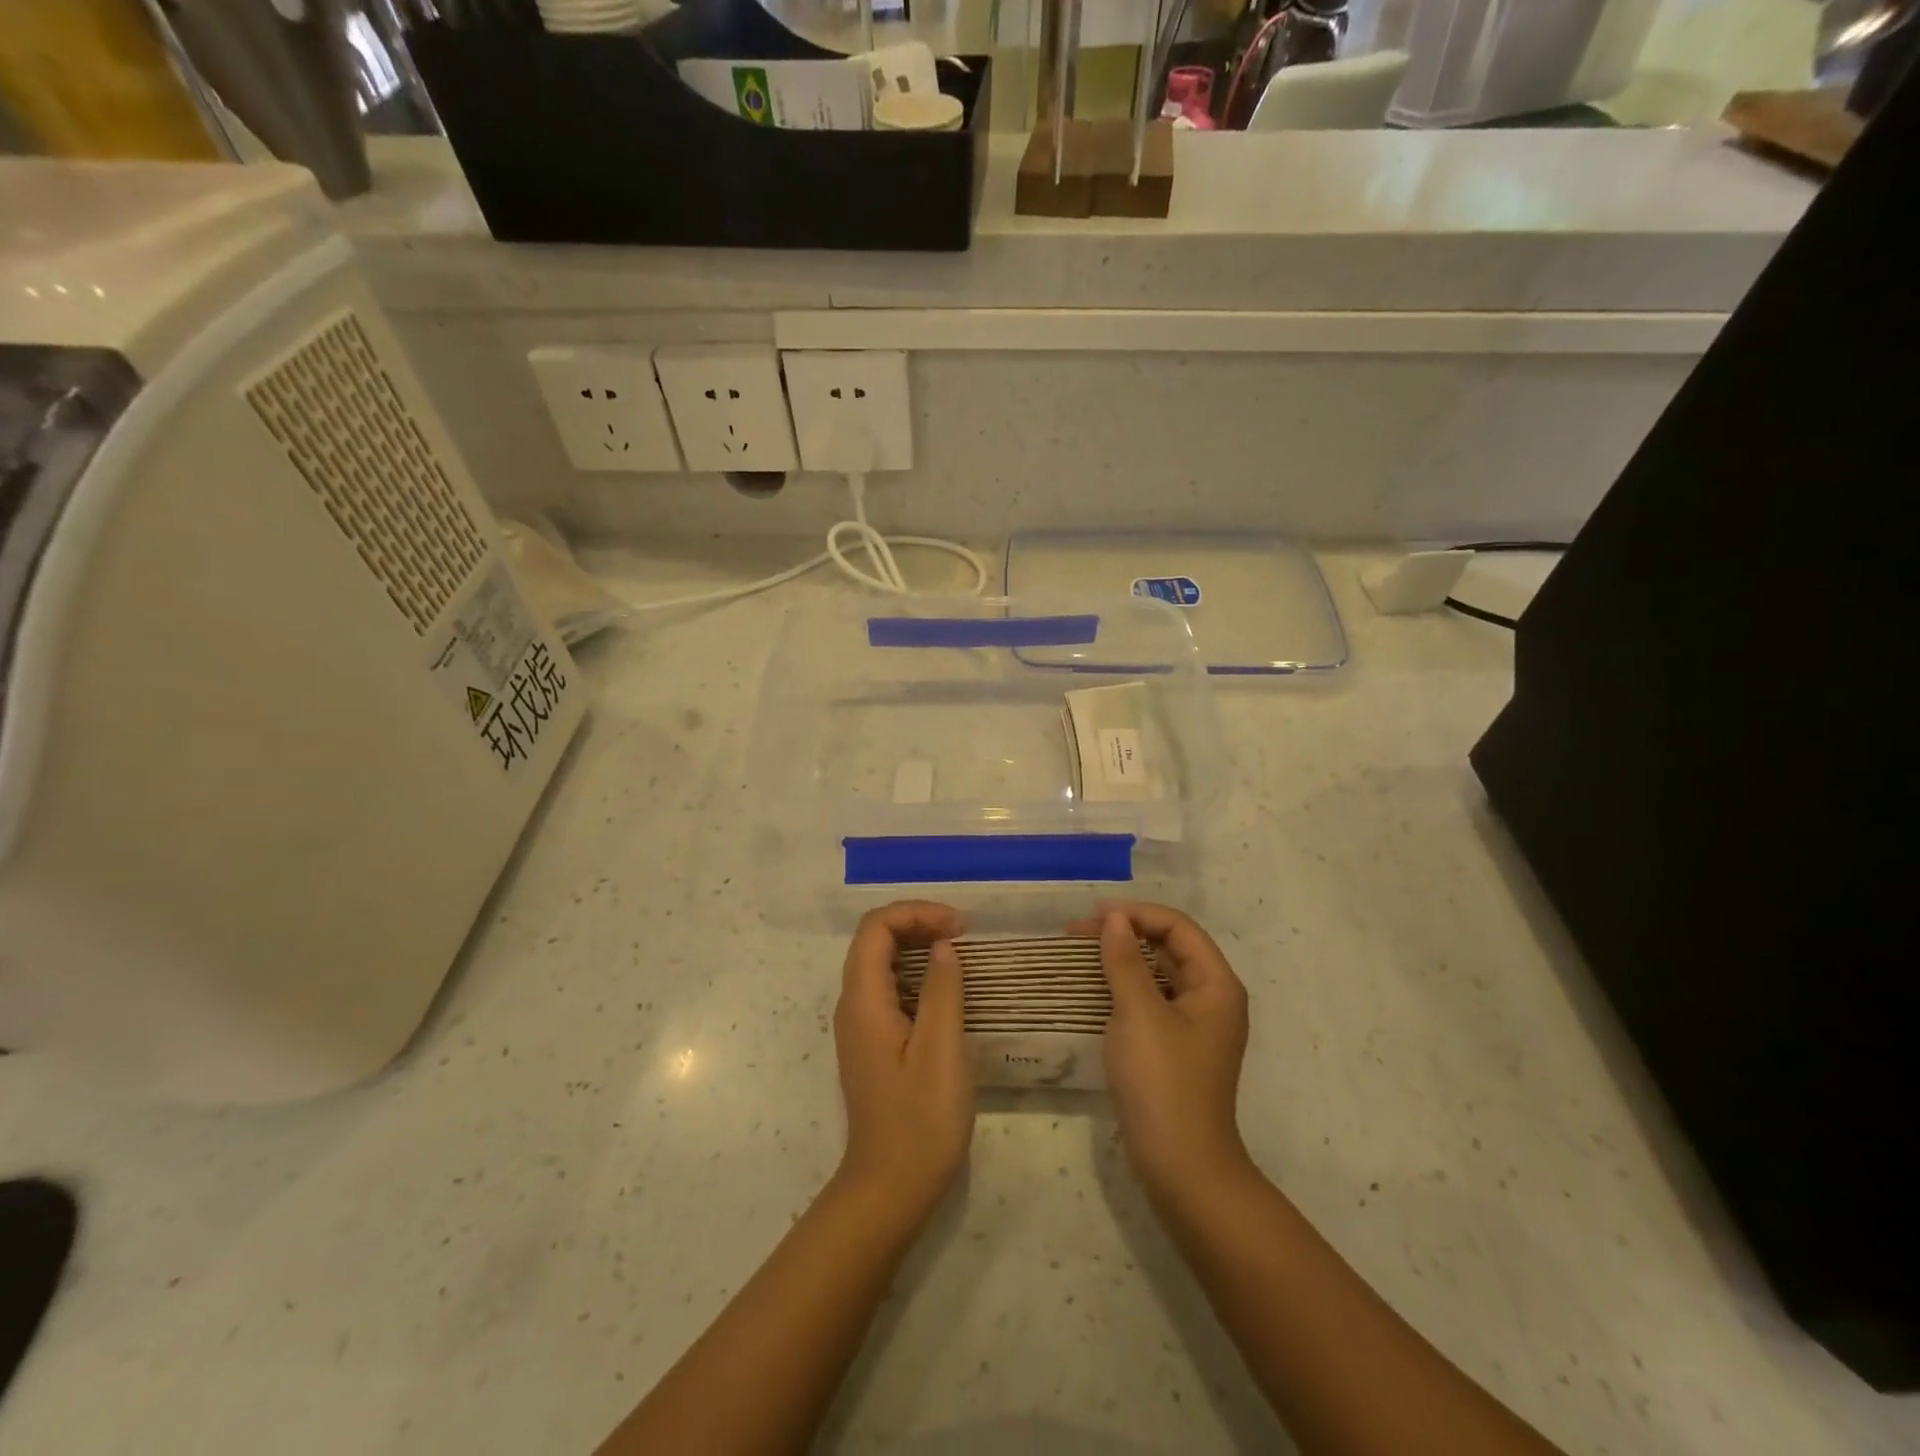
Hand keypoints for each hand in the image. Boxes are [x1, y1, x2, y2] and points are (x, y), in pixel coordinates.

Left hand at [832, 901, 974, 1221]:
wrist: (890, 1189)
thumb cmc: (920, 1122)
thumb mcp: (942, 1051)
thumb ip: (942, 991)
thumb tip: (943, 945)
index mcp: (863, 1001)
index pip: (876, 928)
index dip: (916, 913)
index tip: (959, 927)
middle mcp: (853, 1005)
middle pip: (875, 939)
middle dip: (917, 923)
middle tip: (963, 935)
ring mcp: (861, 1025)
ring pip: (882, 962)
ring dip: (918, 946)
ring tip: (960, 953)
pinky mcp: (874, 1042)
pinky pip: (890, 988)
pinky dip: (917, 973)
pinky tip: (947, 988)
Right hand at [1070, 902, 1251, 1199]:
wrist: (1181, 1165)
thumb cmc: (1163, 1081)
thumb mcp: (1138, 1013)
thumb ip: (1125, 960)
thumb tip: (1114, 919)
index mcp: (1216, 984)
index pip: (1178, 927)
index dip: (1137, 914)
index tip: (1094, 917)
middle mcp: (1211, 998)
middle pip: (1169, 947)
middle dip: (1126, 933)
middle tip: (1078, 934)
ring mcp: (1194, 1025)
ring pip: (1158, 974)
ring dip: (1122, 958)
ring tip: (1081, 954)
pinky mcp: (1176, 1047)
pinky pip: (1151, 1000)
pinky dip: (1124, 986)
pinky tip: (1096, 988)